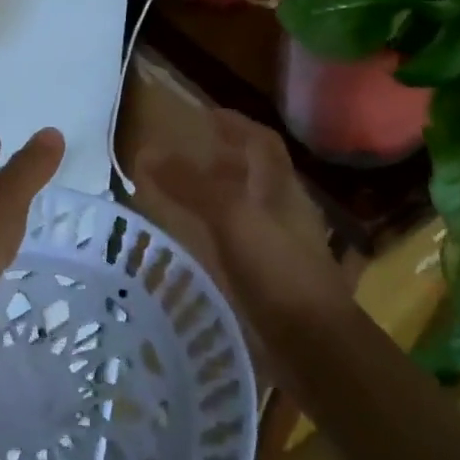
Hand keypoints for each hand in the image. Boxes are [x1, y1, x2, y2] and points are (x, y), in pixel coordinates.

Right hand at [136, 110, 356, 324]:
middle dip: (222, 158)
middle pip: (254, 173)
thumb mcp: (231, 216)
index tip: (204, 116)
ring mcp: (278, 245)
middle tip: (183, 153)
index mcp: (281, 188)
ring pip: (245, 206)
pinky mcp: (268, 277)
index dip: (235, 124)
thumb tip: (146, 152)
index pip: (261, 142)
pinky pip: (237, 239)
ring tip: (178, 192)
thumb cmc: (278, 269)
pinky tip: (192, 240)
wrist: (313, 343)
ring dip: (216, 194)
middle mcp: (282, 211)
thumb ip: (190, 184)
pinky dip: (214, 230)